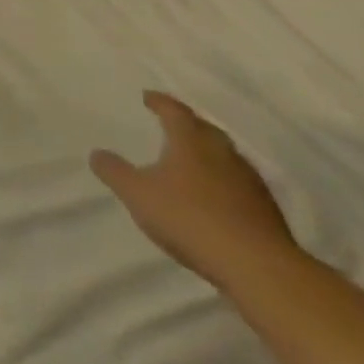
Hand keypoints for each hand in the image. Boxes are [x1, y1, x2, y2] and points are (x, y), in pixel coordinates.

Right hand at [91, 91, 296, 289]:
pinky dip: (222, 181)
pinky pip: (238, 183)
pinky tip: (213, 197)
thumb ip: (114, 171)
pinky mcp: (266, 210)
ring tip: (190, 161)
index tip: (147, 97)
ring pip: (225, 156)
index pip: (175, 111)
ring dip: (207, 154)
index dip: (160, 102)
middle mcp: (223, 154)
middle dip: (187, 124)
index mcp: (191, 142)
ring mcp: (249, 182)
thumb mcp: (137, 194)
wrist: (257, 266)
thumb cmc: (189, 218)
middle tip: (171, 125)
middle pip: (205, 130)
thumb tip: (97, 153)